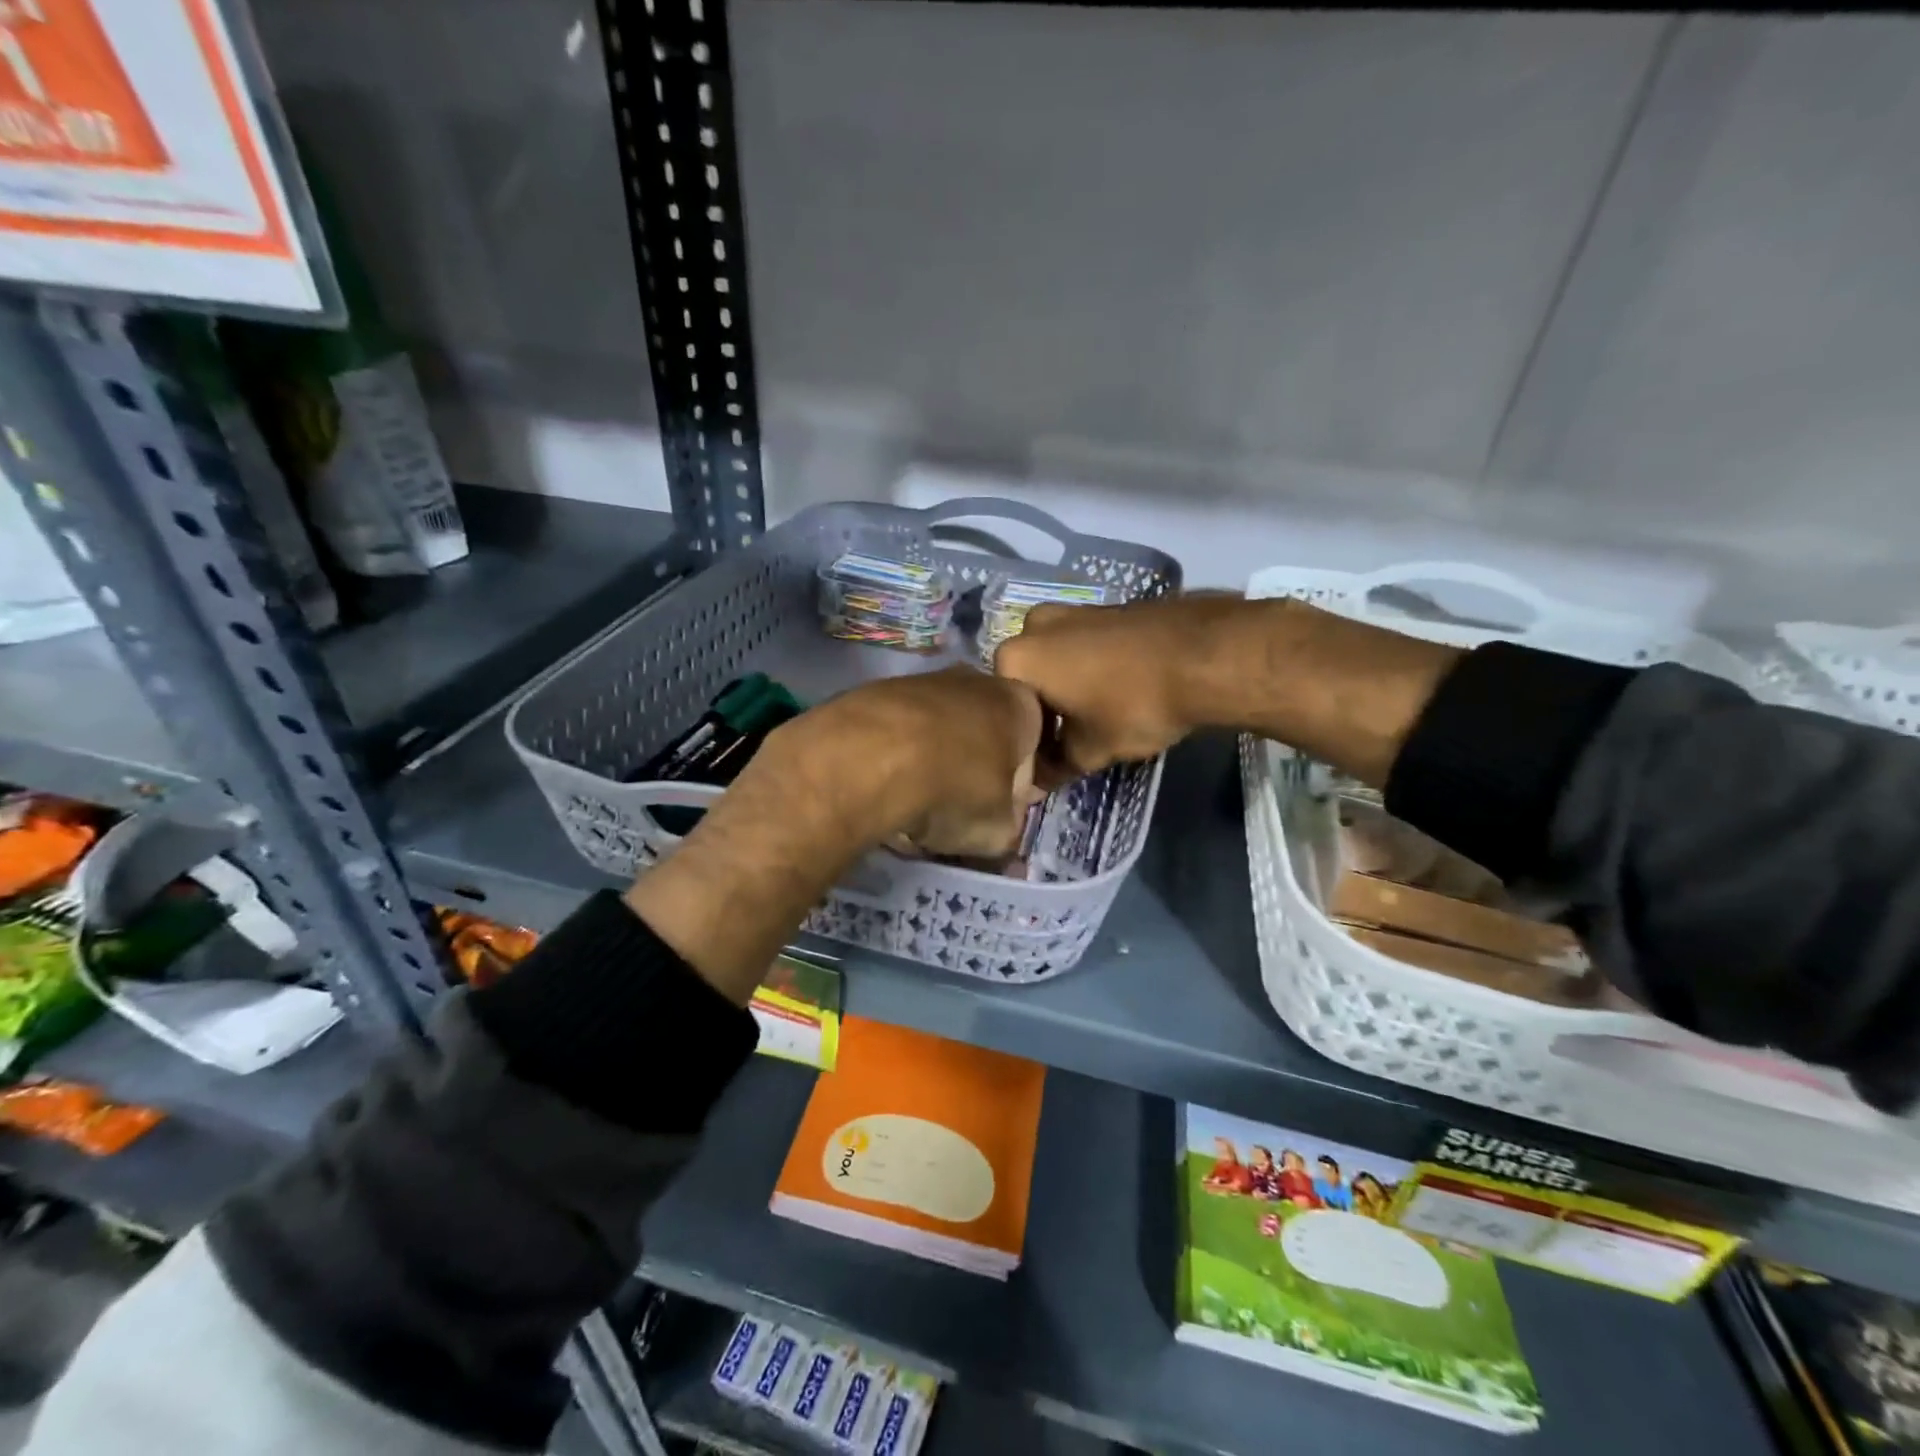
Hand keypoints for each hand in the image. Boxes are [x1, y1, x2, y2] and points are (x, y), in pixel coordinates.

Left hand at [762, 666, 1044, 859]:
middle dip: (973, 767)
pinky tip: (881, 785)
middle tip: (955, 808)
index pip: (1033, 749)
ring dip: (932, 760)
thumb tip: (1000, 824)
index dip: (1017, 787)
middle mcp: (977, 680)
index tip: (997, 813)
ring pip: (939, 728)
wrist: (868, 759)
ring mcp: (924, 679)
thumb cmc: (954, 791)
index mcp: (1021, 706)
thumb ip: (1008, 825)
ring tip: (912, 801)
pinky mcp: (878, 689)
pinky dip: (895, 754)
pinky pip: (899, 730)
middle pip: (984, 732)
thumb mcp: (999, 830)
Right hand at [994, 594, 1241, 781]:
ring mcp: (1071, 609)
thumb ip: (1055, 768)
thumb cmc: (1133, 704)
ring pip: (1056, 661)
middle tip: (1069, 743)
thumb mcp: (1090, 750)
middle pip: (1028, 681)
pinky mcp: (1105, 607)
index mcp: (1016, 658)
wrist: (1205, 654)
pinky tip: (1115, 693)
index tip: (1046, 763)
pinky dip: (1090, 670)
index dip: (1025, 743)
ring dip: (1067, 690)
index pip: (1005, 710)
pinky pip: (1083, 646)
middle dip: (1044, 712)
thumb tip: (1035, 787)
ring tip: (1094, 719)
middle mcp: (1033, 625)